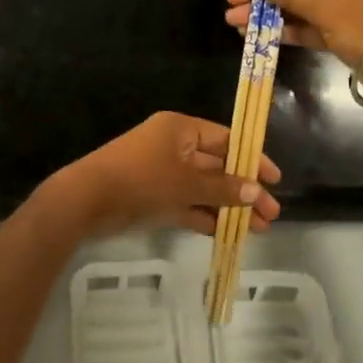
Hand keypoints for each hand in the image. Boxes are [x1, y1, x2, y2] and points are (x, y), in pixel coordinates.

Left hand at [45, 111, 280, 240]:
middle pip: (218, 166)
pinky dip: (206, 216)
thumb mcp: (186, 183)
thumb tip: (255, 191)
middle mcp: (174, 147)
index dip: (251, 158)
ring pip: (204, 188)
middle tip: (272, 214)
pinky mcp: (154, 197)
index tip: (274, 179)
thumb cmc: (141, 179)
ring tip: (258, 230)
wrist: (87, 200)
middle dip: (244, 190)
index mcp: (181, 129)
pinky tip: (229, 233)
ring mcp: (164, 173)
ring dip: (229, 207)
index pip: (226, 139)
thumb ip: (222, 188)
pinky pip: (188, 204)